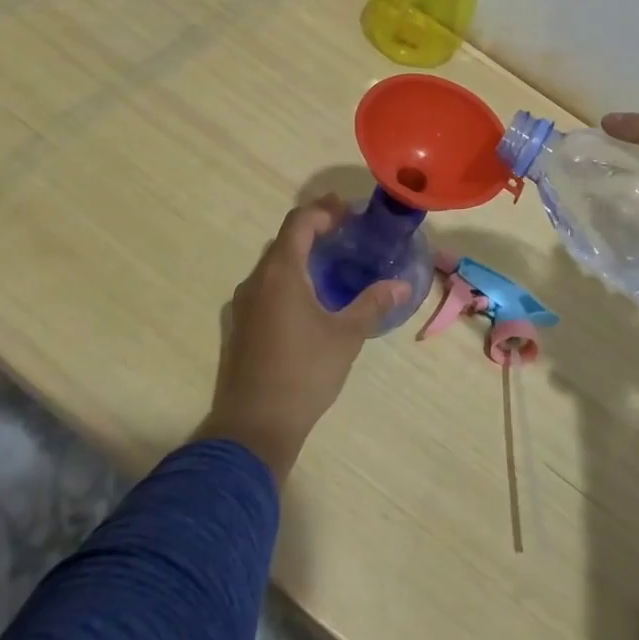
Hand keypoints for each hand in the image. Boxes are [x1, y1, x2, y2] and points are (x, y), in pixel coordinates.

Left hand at [194, 199, 406, 482]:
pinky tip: (307, 302)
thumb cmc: (303, 374)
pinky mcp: (238, 328)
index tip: (349, 212)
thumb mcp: (346, 337)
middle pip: (284, 241)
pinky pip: (264, 289)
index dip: (323, 211)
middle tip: (346, 233)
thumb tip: (401, 285)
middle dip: (314, 231)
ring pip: (272, 267)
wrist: (252, 428)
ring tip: (330, 265)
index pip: (299, 223)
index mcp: (280, 274)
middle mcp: (255, 281)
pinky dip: (287, 282)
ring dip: (299, 257)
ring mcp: (241, 306)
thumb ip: (372, 304)